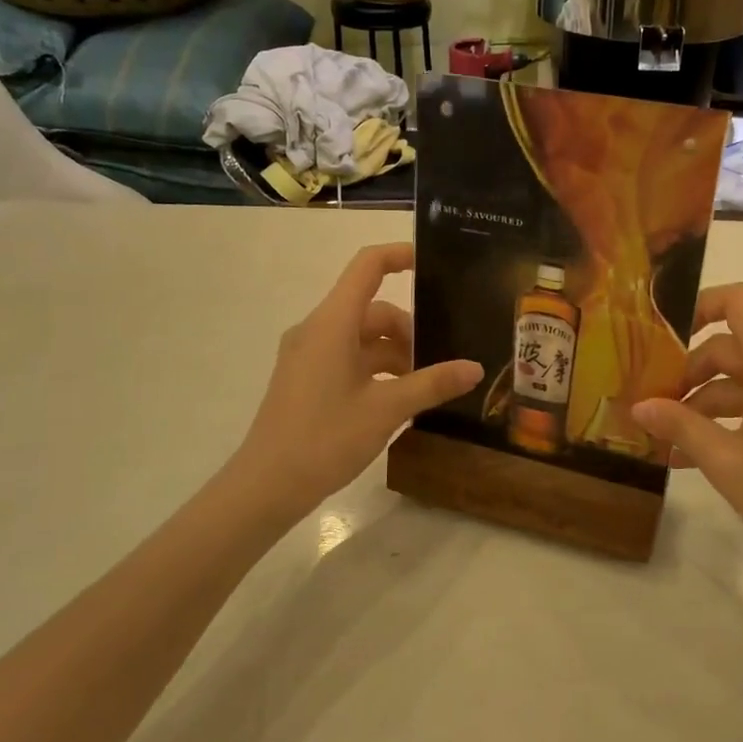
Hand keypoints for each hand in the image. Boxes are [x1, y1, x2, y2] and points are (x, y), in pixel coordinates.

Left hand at [227, 244, 481, 526]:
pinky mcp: (306, 378)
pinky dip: (376, 369)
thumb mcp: (387, 409)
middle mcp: (317, 330)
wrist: (267, 486)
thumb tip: (475, 367)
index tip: (434, 265)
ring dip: (395, 354)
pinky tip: (399, 399)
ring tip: (425, 386)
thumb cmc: (325, 438)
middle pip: (372, 310)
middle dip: (409, 330)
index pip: (367, 267)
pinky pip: (348, 358)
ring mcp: (308, 355)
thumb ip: (433, 383)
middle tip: (441, 362)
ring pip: (362, 337)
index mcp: (332, 324)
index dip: (400, 255)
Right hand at [632, 284, 742, 587]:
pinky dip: (734, 416)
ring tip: (669, 441)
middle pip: (734, 346)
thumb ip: (680, 427)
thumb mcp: (726, 464)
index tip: (665, 336)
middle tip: (655, 406)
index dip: (701, 305)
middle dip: (691, 372)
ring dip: (707, 402)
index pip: (741, 301)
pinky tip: (699, 453)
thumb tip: (638, 407)